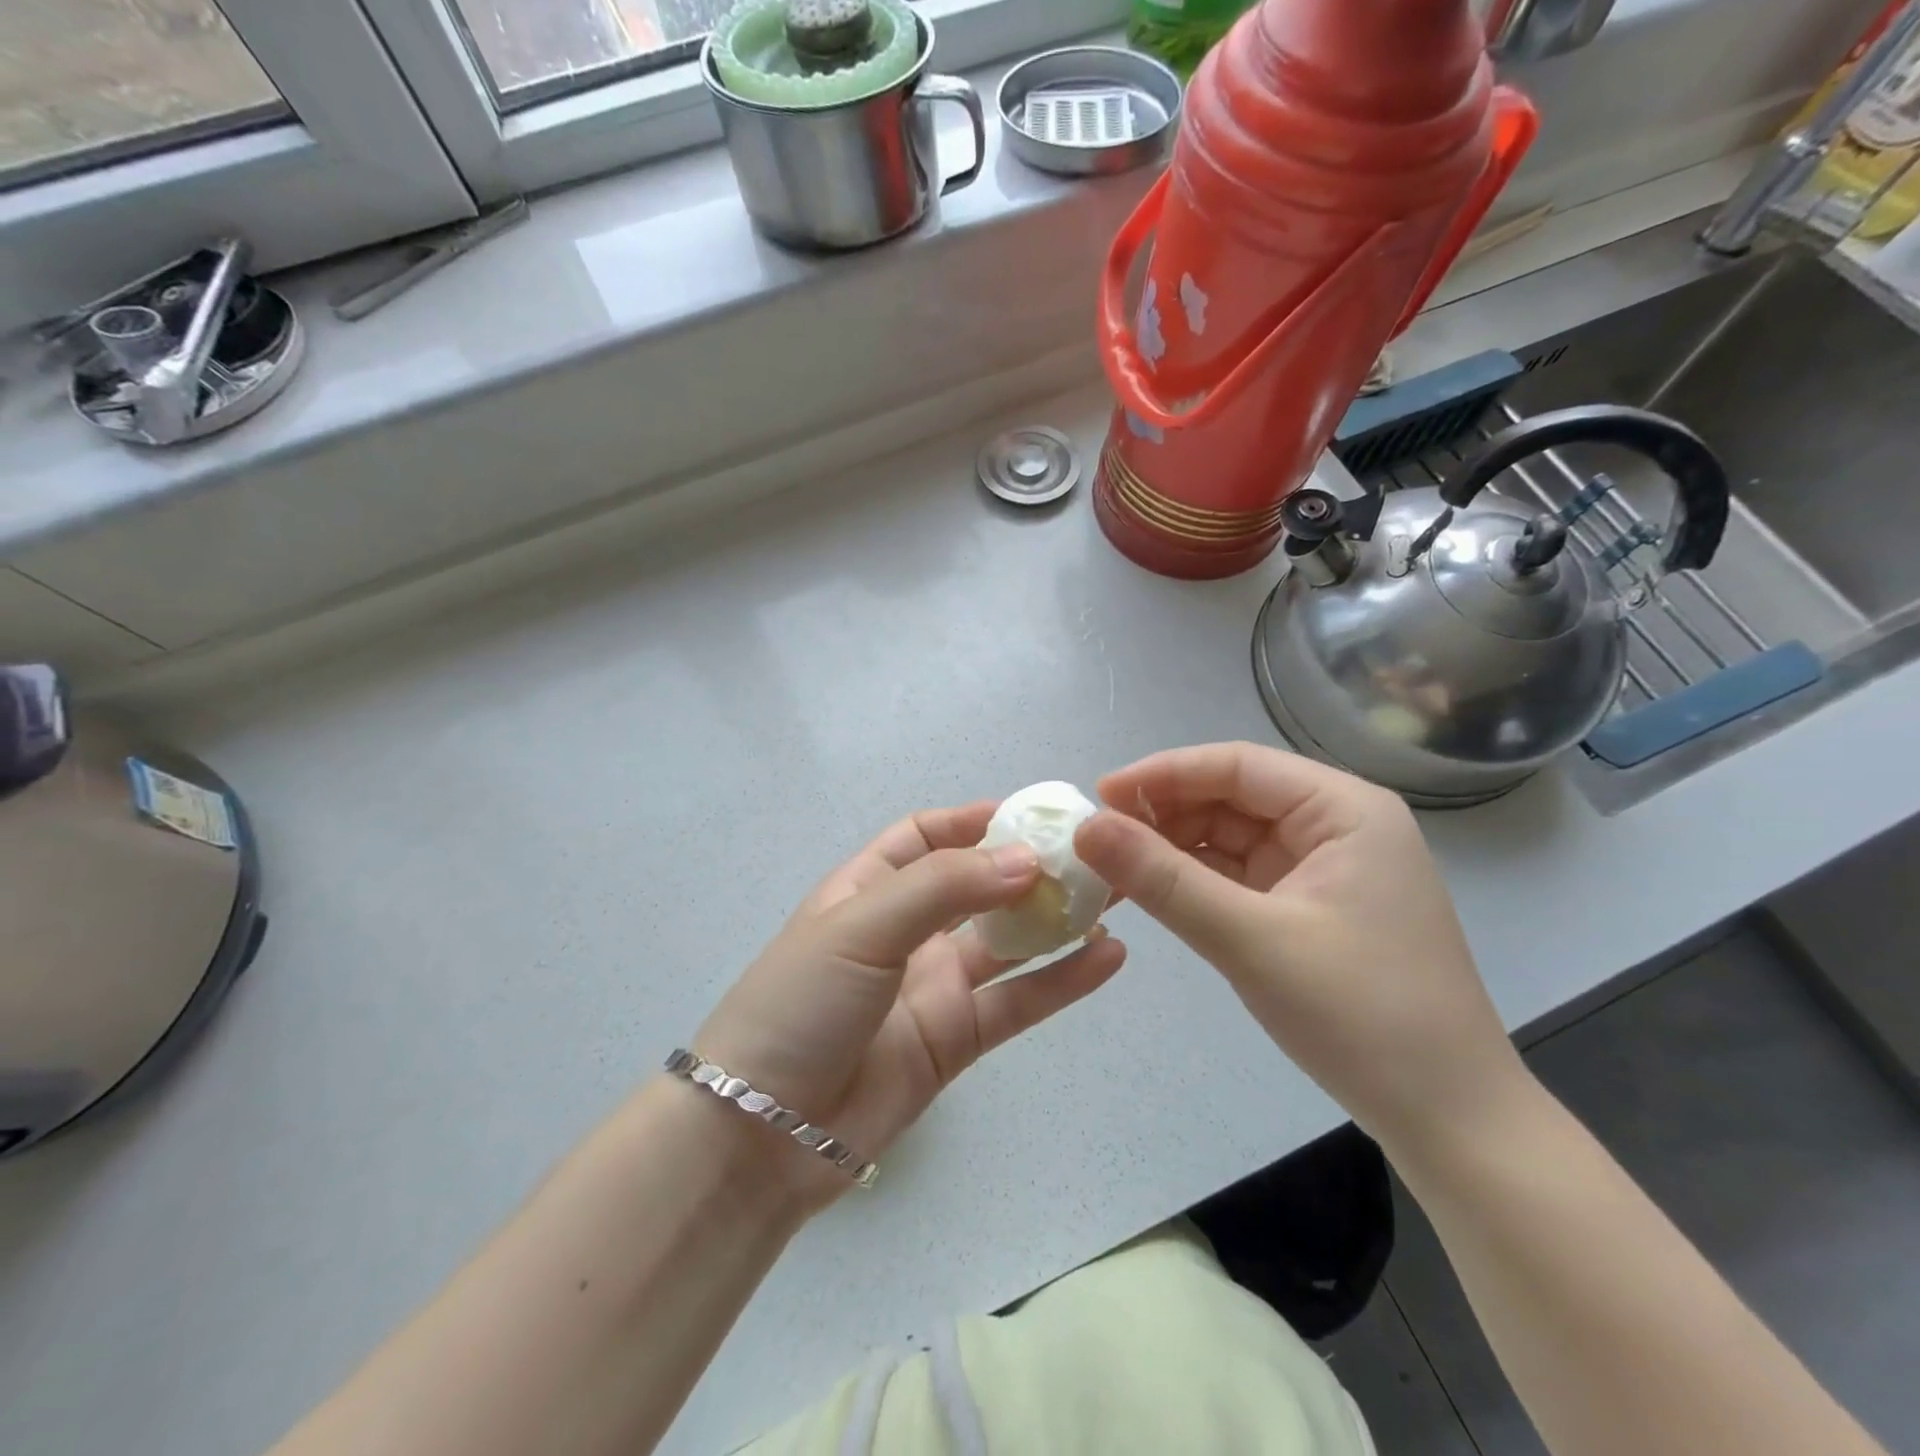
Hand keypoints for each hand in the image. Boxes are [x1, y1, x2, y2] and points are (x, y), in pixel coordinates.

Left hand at [692, 802, 1125, 1207]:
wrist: (764, 1132)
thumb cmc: (801, 1002)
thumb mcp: (862, 924)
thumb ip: (944, 888)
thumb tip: (1026, 860)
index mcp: (867, 889)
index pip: (923, 838)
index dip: (970, 821)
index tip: (1026, 814)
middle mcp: (904, 931)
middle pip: (976, 886)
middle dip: (1027, 867)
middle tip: (1090, 854)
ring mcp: (933, 985)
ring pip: (1007, 942)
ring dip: (1055, 920)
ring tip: (1115, 896)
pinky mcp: (956, 1038)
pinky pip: (1018, 1001)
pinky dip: (1063, 980)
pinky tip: (1109, 956)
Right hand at [1073, 743, 1524, 1149]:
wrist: (1449, 1119)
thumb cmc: (1361, 1016)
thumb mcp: (1250, 940)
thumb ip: (1163, 880)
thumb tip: (1086, 827)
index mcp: (1343, 809)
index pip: (1237, 765)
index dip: (1162, 774)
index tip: (1098, 796)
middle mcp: (1335, 825)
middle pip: (1231, 797)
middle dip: (1163, 814)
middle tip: (1097, 840)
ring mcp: (1322, 867)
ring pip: (1229, 837)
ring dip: (1172, 849)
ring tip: (1112, 868)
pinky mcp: (1309, 906)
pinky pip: (1239, 876)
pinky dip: (1193, 881)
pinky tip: (1150, 891)